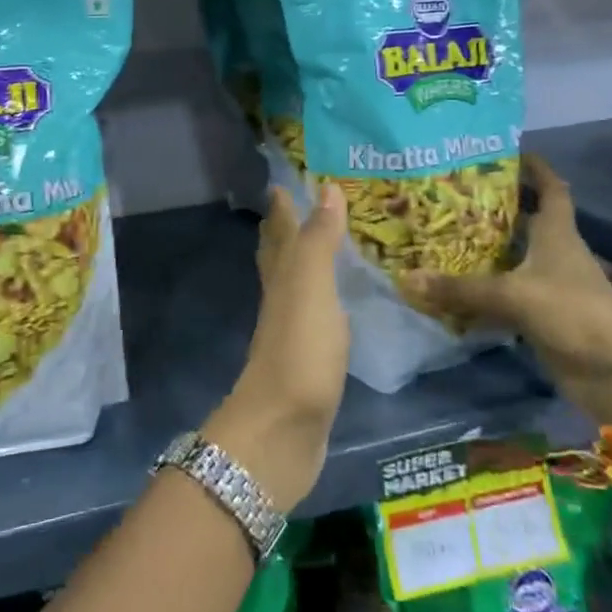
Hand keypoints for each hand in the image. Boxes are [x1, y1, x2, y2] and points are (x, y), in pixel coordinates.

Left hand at [205, 182, 349, 513]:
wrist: (282, 431)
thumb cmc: (299, 352)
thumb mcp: (310, 287)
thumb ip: (318, 240)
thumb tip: (325, 187)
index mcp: (282, 277)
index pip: (281, 231)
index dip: (281, 206)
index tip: (282, 180)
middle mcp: (282, 298)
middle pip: (279, 256)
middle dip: (284, 229)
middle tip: (295, 204)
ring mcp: (292, 332)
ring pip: (294, 285)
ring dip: (303, 262)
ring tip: (320, 246)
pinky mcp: (307, 362)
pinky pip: (314, 317)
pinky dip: (321, 301)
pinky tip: (332, 307)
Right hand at [402, 156, 611, 428]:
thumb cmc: (574, 314)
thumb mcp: (514, 296)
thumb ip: (461, 289)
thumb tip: (407, 278)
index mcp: (558, 234)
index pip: (552, 189)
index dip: (536, 168)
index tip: (510, 150)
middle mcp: (555, 254)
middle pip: (526, 221)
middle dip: (496, 206)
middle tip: (453, 193)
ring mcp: (550, 287)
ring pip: (513, 258)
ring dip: (485, 249)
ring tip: (443, 233)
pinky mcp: (542, 317)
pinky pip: (505, 295)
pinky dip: (482, 291)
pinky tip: (452, 287)